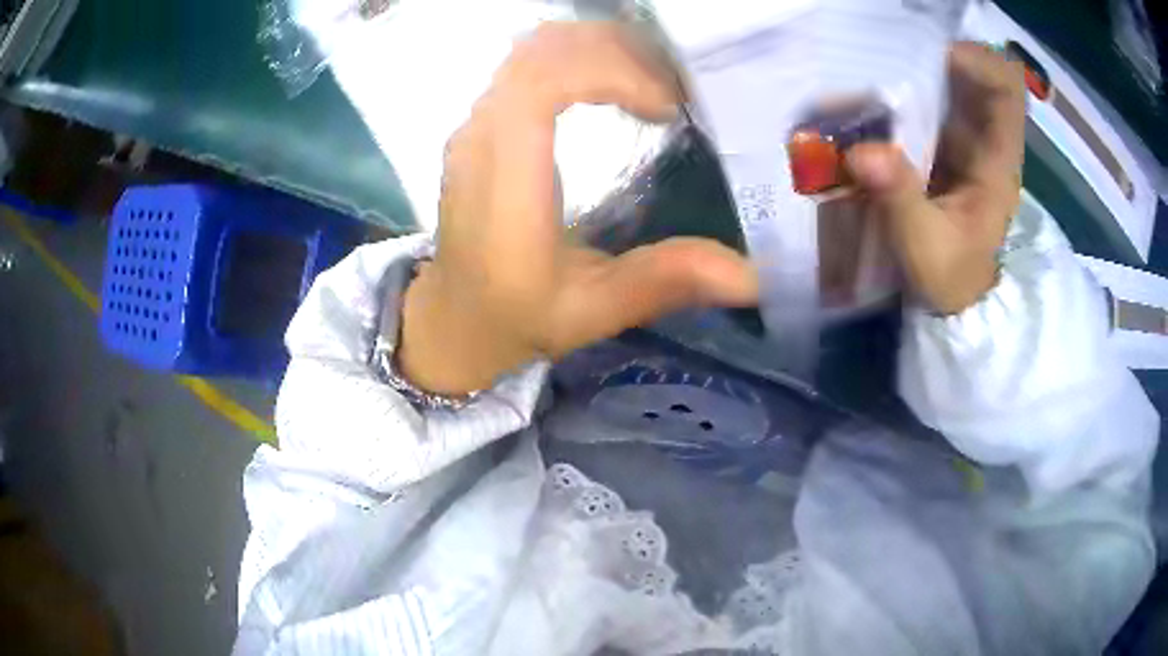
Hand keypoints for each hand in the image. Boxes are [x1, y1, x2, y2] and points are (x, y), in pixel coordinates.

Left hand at [399, 23, 758, 395]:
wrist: (455, 315)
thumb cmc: (516, 317)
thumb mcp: (592, 312)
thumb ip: (661, 284)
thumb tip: (751, 277)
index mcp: (505, 179)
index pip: (543, 83)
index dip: (611, 73)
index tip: (666, 105)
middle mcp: (481, 135)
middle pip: (543, 50)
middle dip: (617, 52)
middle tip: (674, 87)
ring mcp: (476, 123)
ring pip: (534, 49)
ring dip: (598, 49)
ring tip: (652, 80)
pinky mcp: (482, 123)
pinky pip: (528, 64)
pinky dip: (577, 58)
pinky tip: (615, 85)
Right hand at [845, 43, 1026, 314]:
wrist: (953, 300)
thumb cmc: (953, 279)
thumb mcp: (928, 249)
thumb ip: (900, 201)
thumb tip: (862, 153)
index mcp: (998, 160)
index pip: (1007, 90)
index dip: (979, 61)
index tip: (936, 56)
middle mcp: (982, 138)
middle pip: (967, 74)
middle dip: (927, 58)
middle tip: (882, 59)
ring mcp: (959, 139)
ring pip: (940, 85)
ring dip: (903, 75)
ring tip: (862, 78)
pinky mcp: (937, 146)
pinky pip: (918, 105)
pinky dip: (892, 97)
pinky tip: (861, 104)